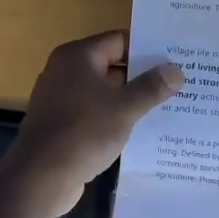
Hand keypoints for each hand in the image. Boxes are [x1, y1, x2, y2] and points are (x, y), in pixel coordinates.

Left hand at [0, 30, 183, 216]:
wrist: (41, 177)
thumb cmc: (83, 133)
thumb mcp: (125, 108)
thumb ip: (151, 87)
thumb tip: (177, 70)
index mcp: (77, 57)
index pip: (119, 40)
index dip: (147, 49)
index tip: (175, 60)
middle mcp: (65, 71)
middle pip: (111, 65)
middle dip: (142, 76)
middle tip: (178, 83)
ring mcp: (60, 98)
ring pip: (103, 91)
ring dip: (130, 99)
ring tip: (166, 106)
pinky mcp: (61, 124)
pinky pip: (94, 112)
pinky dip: (114, 117)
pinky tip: (139, 129)